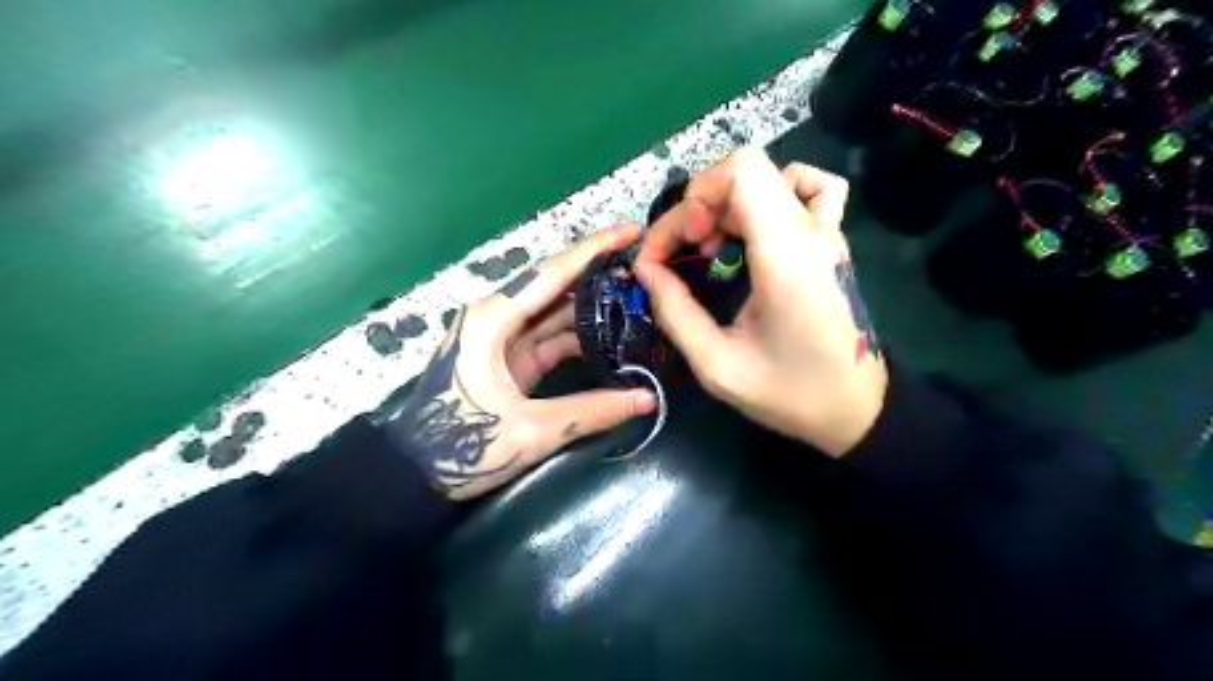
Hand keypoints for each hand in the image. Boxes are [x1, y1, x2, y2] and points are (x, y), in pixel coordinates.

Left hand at [385, 223, 653, 499]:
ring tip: (636, 298)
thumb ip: (592, 411)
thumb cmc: (462, 445)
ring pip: (555, 311)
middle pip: (555, 285)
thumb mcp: (531, 430)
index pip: (553, 273)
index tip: (632, 229)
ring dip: (592, 305)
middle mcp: (497, 316)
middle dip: (599, 273)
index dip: (596, 249)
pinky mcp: (509, 358)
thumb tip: (647, 399)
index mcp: (493, 319)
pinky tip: (611, 336)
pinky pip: (550, 336)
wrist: (413, 473)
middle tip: (644, 266)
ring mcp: (502, 337)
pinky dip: (579, 336)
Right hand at [638, 149, 886, 456]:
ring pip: (771, 175)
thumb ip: (675, 312)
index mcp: (786, 256)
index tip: (676, 249)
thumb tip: (647, 270)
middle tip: (686, 254)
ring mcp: (829, 232)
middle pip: (746, 170)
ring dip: (729, 202)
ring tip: (716, 246)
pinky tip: (758, 230)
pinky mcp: (833, 241)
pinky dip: (773, 195)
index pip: (740, 174)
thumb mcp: (717, 366)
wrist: (857, 408)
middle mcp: (812, 231)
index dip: (693, 200)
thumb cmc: (790, 393)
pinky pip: (810, 189)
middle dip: (699, 205)